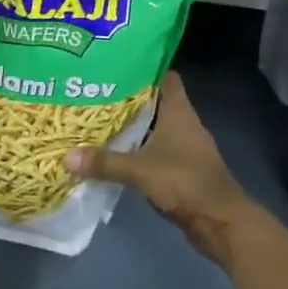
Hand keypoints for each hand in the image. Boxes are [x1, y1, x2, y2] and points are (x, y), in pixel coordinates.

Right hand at [65, 72, 255, 265]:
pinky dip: (140, 150)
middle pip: (156, 102)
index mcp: (178, 111)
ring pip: (156, 128)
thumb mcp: (140, 170)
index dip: (145, 68)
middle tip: (98, 94)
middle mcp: (184, 123)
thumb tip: (67, 156)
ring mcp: (186, 147)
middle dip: (130, 99)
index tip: (117, 66)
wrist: (220, 221)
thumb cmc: (184, 181)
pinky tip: (117, 154)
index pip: (165, 77)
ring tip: (100, 121)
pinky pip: (157, 151)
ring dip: (134, 127)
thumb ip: (105, 162)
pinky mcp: (183, 169)